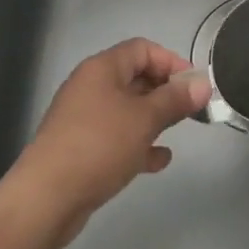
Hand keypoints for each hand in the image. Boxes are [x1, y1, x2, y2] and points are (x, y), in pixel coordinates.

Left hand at [9, 38, 210, 243]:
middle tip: (190, 109)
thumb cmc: (99, 146)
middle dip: (164, 91)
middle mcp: (91, 87)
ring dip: (153, 118)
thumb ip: (175, 100)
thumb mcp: (144, 119)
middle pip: (134, 77)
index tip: (194, 84)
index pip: (142, 49)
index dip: (171, 61)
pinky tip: (158, 160)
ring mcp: (83, 119)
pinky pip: (116, 137)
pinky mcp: (80, 149)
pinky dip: (137, 143)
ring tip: (177, 131)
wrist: (46, 198)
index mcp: (102, 69)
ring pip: (126, 109)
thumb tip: (202, 84)